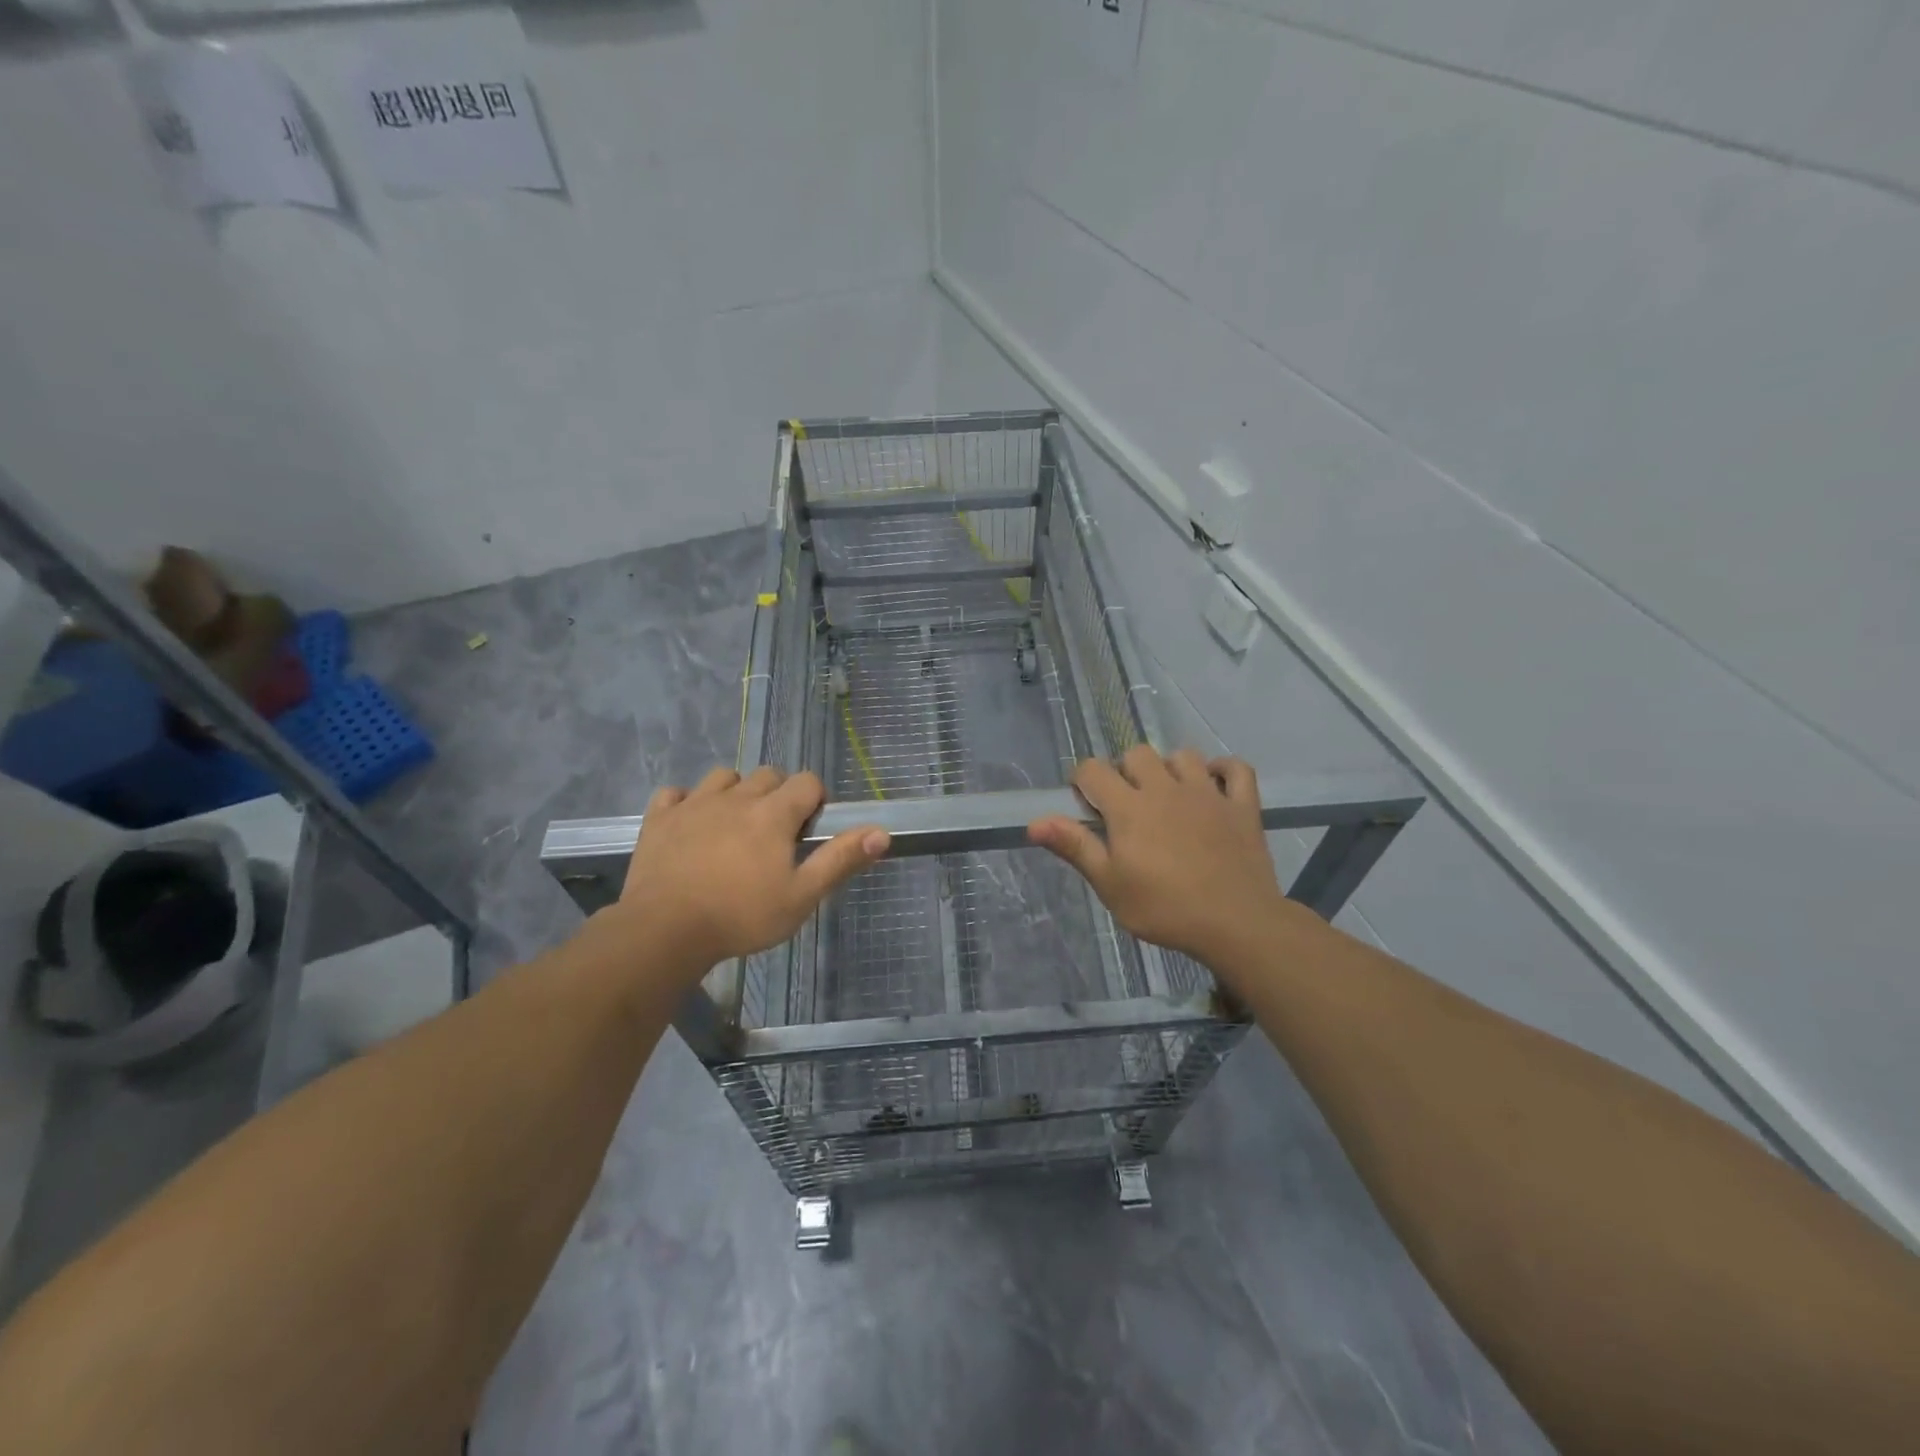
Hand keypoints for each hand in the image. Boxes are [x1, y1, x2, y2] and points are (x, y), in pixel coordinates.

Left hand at [613, 766, 887, 973]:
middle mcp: (736, 797)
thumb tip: (881, 832)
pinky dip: (687, 803)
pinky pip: (675, 793)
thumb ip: (840, 860)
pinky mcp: (659, 818)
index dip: (815, 800)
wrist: (664, 931)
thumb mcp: (801, 896)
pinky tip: (690, 826)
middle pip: (768, 775)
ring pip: (724, 778)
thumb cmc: (741, 916)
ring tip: (734, 826)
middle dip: (778, 795)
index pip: (807, 782)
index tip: (808, 831)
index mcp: (773, 813)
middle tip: (775, 835)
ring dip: (735, 793)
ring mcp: (694, 804)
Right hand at [1028, 747, 1289, 968]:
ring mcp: (1208, 793)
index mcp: (1129, 807)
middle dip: (1125, 771)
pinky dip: (1223, 771)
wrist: (1236, 924)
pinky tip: (1214, 786)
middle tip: (1127, 804)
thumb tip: (1034, 822)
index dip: (1083, 781)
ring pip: (1183, 755)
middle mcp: (1166, 788)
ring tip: (1168, 795)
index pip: (1093, 770)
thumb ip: (1075, 847)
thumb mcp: (1109, 885)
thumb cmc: (1164, 908)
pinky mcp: (1242, 806)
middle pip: (1137, 754)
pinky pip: (1236, 769)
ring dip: (1170, 768)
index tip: (1086, 805)